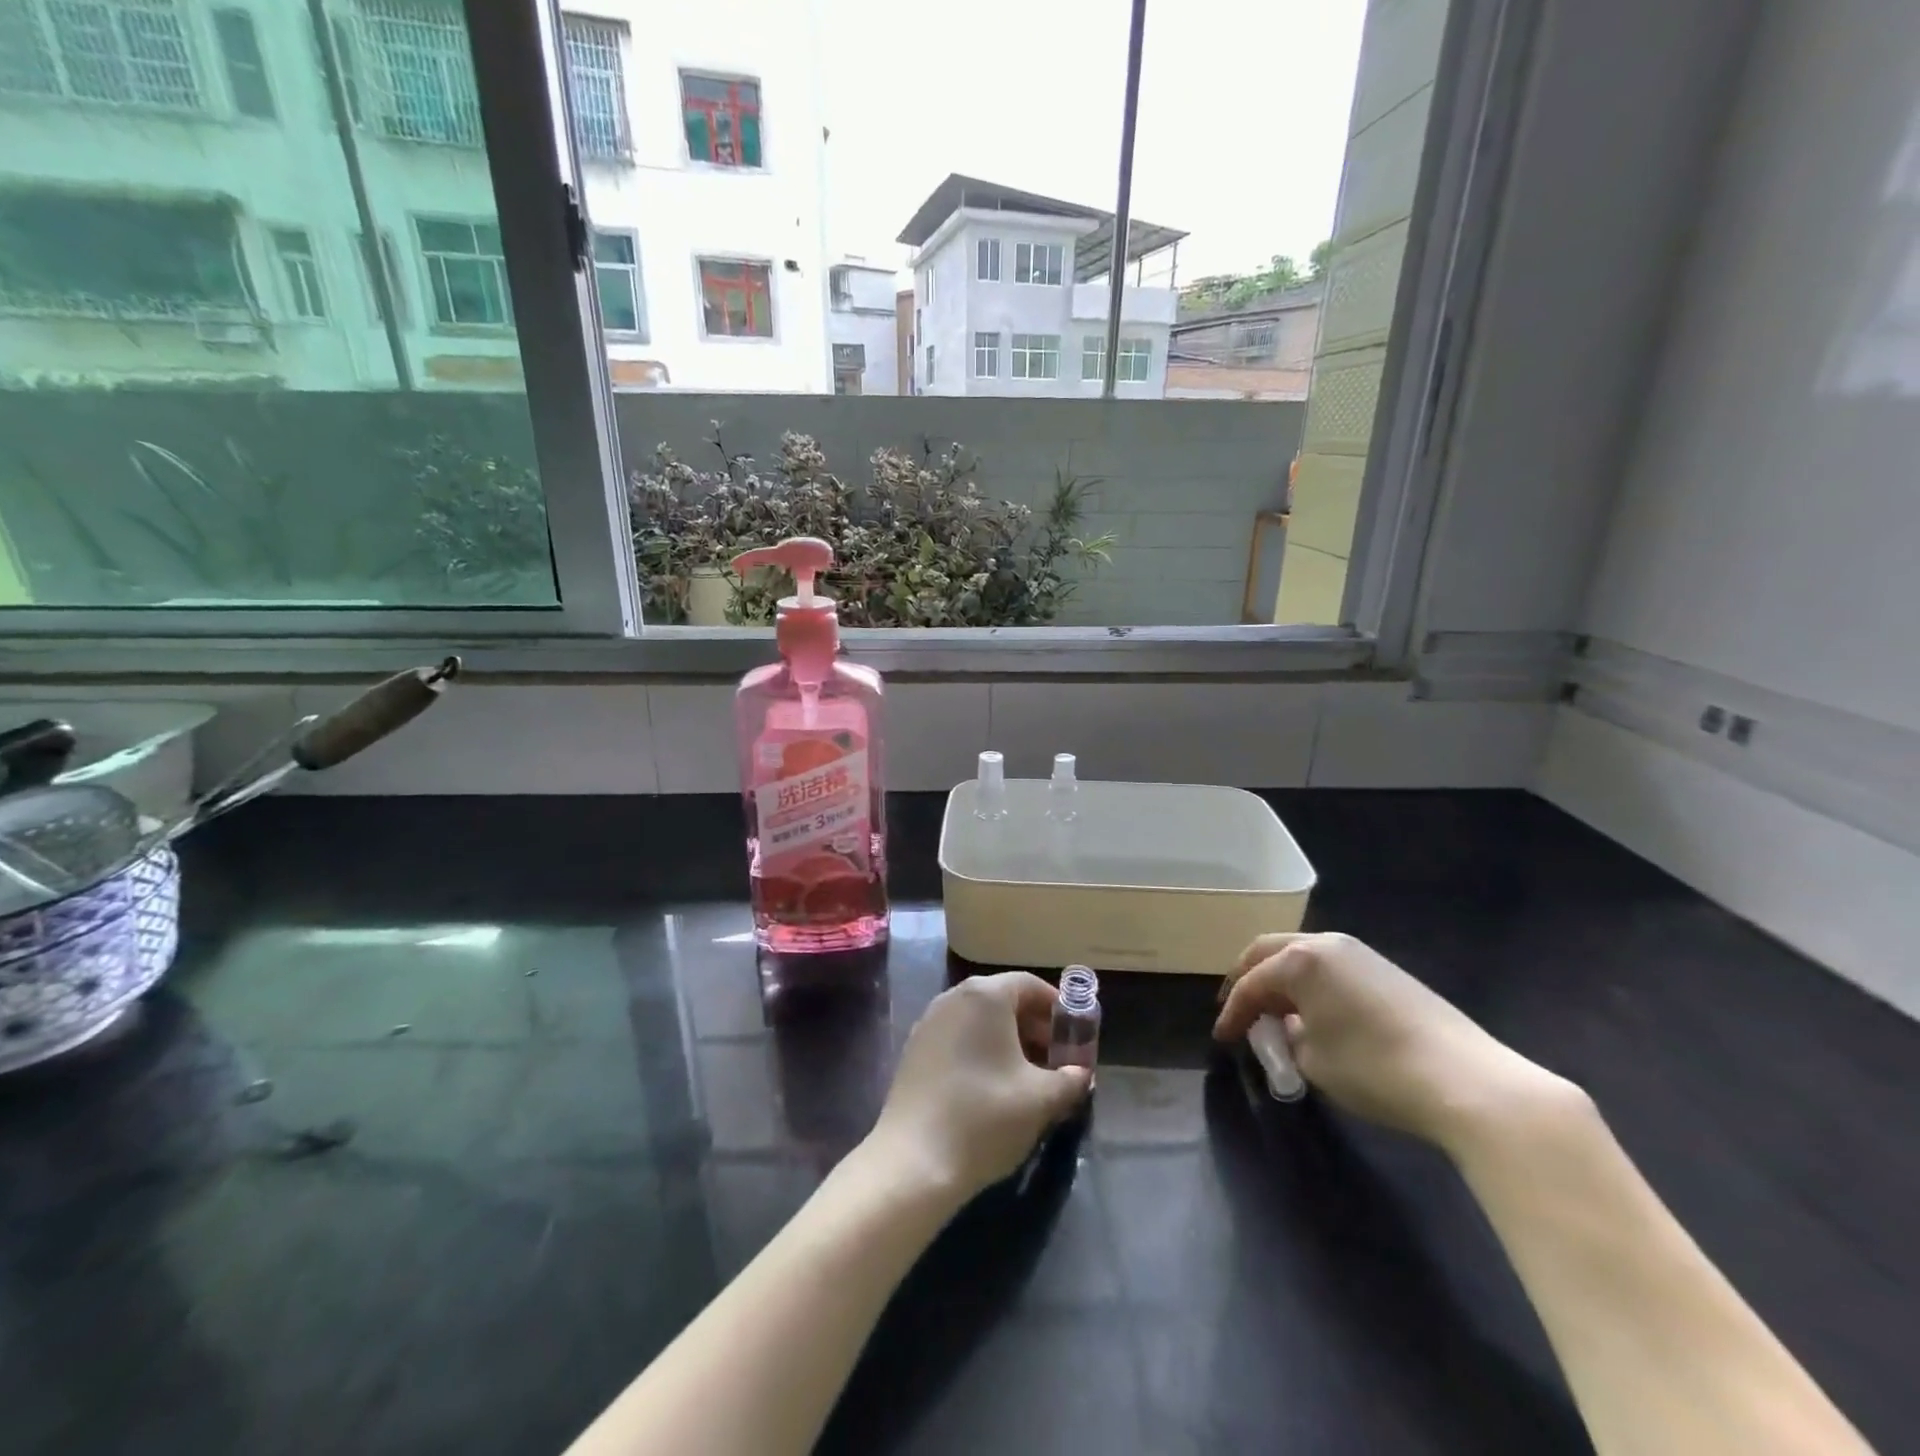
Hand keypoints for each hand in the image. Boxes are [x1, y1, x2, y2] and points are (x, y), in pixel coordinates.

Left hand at [866, 973, 1091, 1200]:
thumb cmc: (985, 1117)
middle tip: (1055, 1062)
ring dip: (1008, 1041)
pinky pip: (958, 1037)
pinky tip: (991, 1089)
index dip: (1057, 1009)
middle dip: (1034, 1027)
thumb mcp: (1041, 1099)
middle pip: (1004, 1000)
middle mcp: (953, 997)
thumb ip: (1070, 1079)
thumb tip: (1081, 1074)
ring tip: (1027, 1079)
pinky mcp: (914, 1049)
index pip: (1030, 985)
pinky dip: (980, 1051)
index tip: (1074, 1039)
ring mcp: (929, 1022)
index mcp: (985, 996)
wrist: (914, 1160)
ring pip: (979, 1020)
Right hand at [1214, 932, 1576, 1155]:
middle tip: (1236, 1009)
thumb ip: (1286, 1039)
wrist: (1466, 1080)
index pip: (1250, 984)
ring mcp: (1359, 953)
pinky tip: (1312, 1012)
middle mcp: (1325, 944)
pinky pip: (1329, 967)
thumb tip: (1285, 1030)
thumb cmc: (1374, 1068)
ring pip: (1301, 956)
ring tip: (1271, 1011)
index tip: (1221, 1039)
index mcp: (1299, 960)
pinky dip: (1309, 984)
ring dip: (1279, 979)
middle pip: (1269, 952)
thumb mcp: (1312, 1061)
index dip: (1232, 1012)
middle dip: (1247, 979)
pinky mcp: (1385, 971)